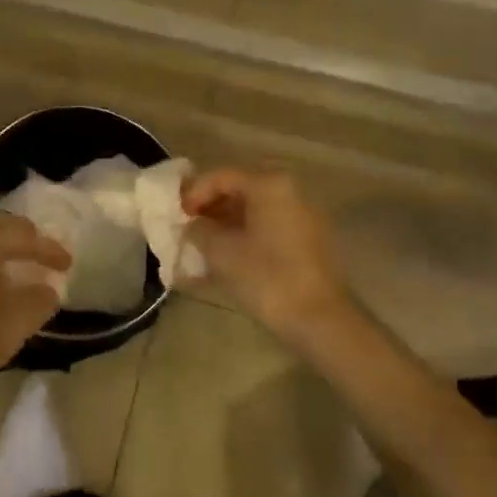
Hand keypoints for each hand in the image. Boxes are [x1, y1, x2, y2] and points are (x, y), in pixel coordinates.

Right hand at [183, 168, 351, 342]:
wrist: (319, 319)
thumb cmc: (266, 277)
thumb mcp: (221, 252)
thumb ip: (200, 230)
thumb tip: (193, 225)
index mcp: (269, 185)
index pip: (222, 177)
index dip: (194, 193)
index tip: (177, 216)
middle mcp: (290, 191)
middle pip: (240, 190)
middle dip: (210, 208)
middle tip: (188, 228)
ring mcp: (302, 216)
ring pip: (254, 211)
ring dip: (226, 224)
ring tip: (202, 246)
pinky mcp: (307, 241)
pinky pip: (268, 228)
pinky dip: (245, 236)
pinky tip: (226, 258)